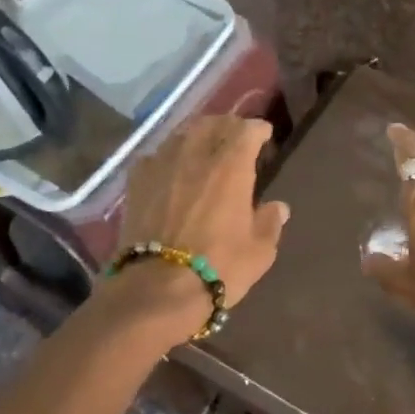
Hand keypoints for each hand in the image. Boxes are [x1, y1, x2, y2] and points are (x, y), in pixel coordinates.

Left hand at [115, 116, 289, 332]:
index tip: (265, 136)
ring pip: (182, 135)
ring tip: (204, 149)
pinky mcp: (137, 182)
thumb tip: (277, 207)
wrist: (157, 289)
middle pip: (212, 124)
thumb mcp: (259, 251)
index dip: (258, 130)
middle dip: (227, 126)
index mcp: (231, 166)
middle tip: (235, 139)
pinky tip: (172, 170)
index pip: (247, 130)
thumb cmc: (219, 268)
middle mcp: (196, 155)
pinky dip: (169, 156)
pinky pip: (156, 156)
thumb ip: (269, 223)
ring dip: (197, 137)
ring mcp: (162, 165)